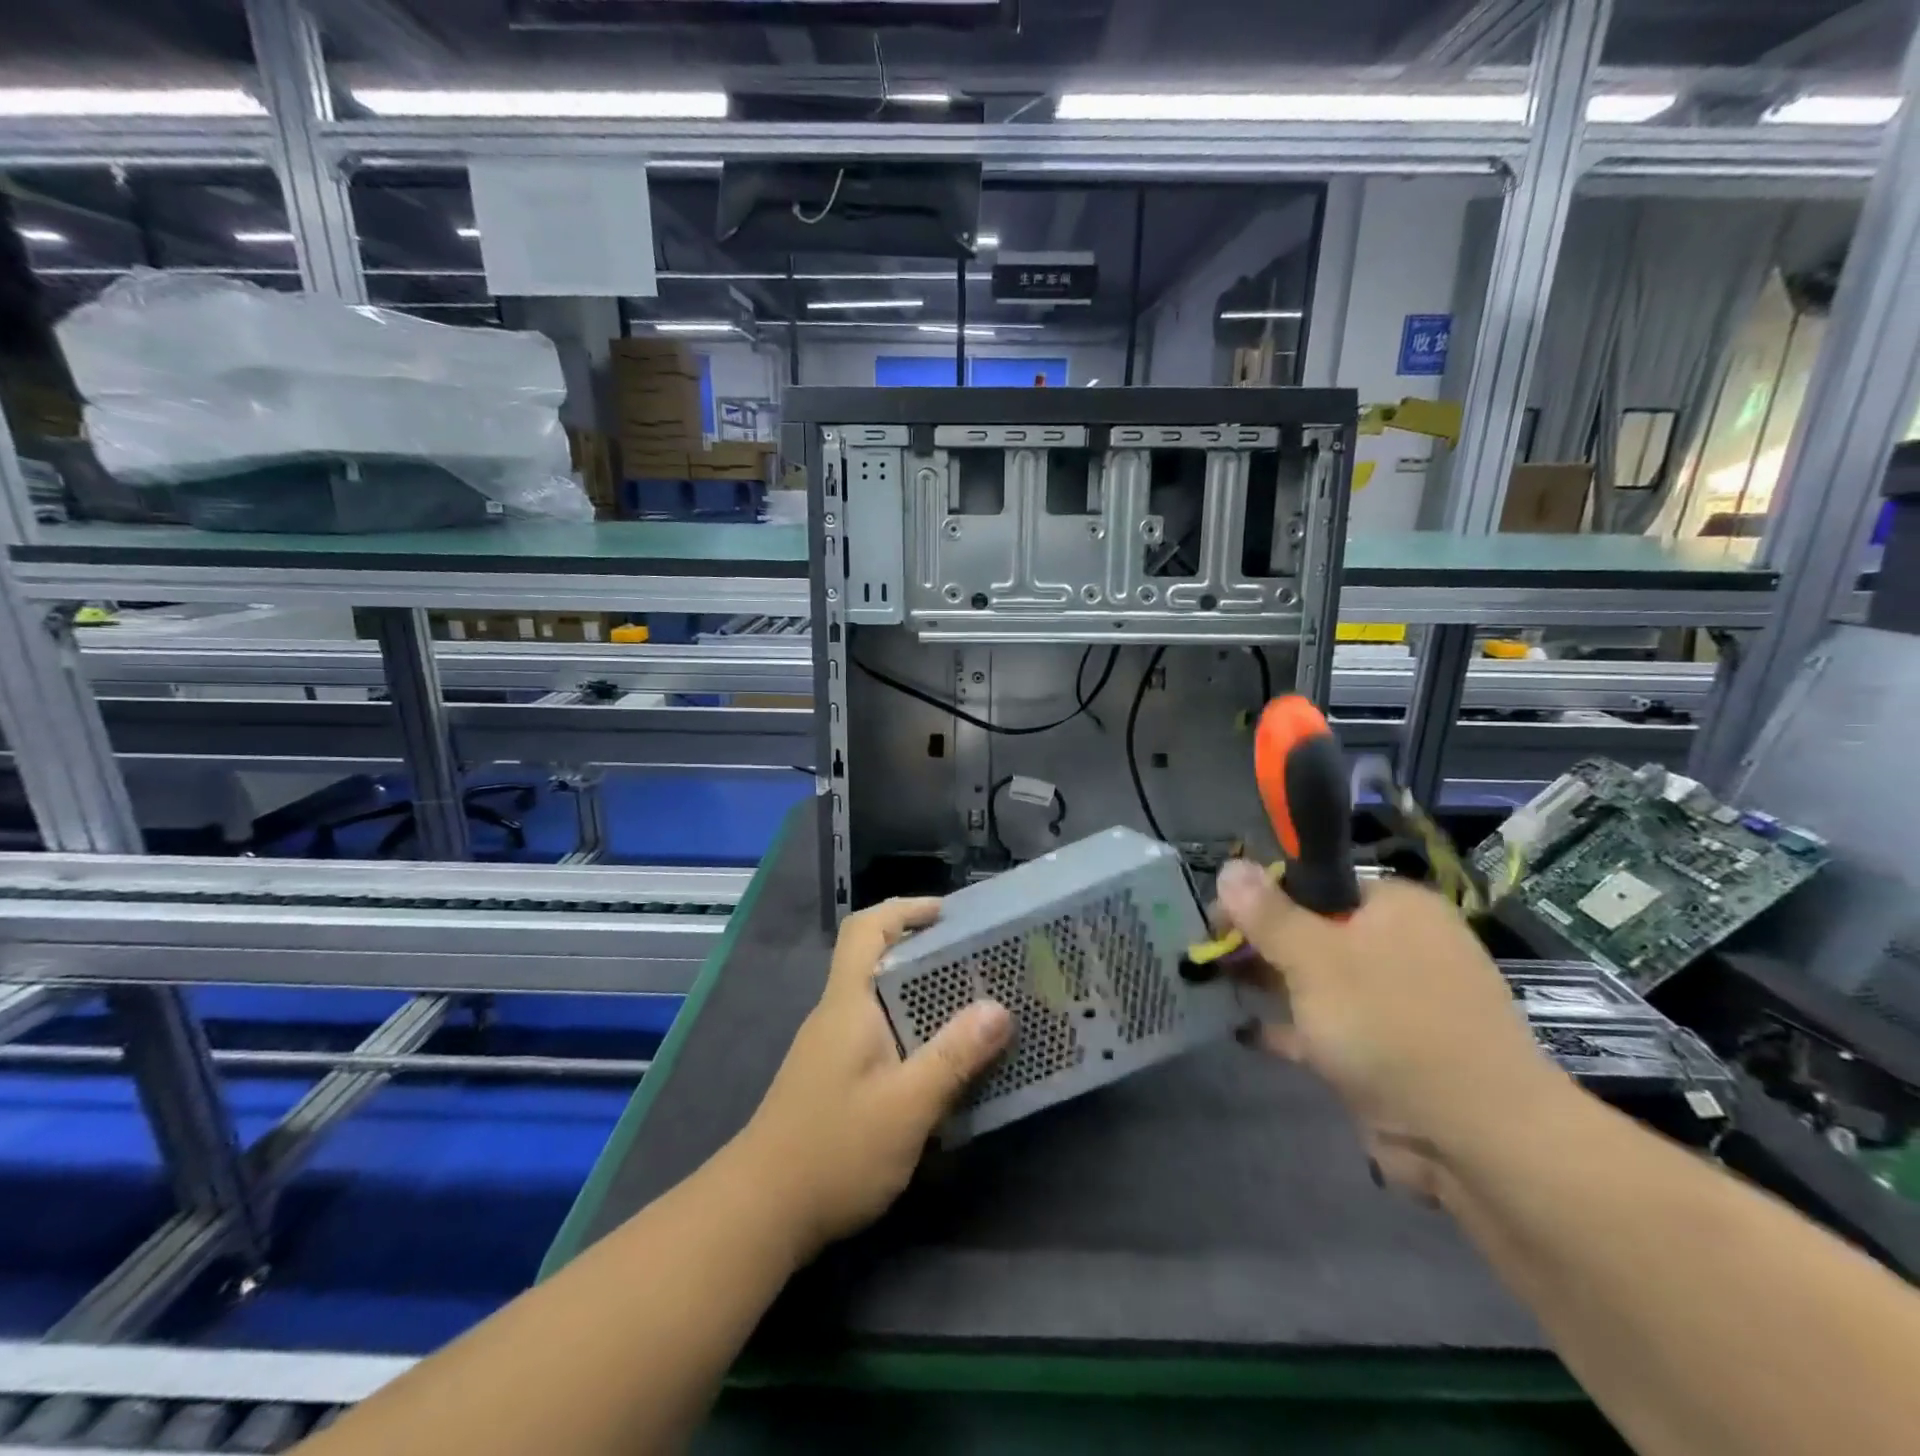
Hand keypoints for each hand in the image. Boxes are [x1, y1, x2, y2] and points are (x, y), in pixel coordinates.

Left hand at [733, 897, 1011, 1260]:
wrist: (759, 1213)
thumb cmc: (834, 1149)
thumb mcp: (905, 1106)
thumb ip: (953, 1056)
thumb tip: (999, 1009)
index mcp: (848, 1002)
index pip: (866, 928)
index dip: (906, 909)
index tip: (949, 915)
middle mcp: (838, 1014)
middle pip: (878, 960)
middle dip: (926, 953)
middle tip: (978, 964)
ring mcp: (832, 1047)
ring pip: (881, 1000)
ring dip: (923, 997)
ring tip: (973, 1008)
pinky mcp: (835, 1078)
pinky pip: (881, 1034)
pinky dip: (913, 1032)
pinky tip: (942, 1061)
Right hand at [1214, 860, 1570, 1194]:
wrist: (1477, 1138)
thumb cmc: (1391, 1024)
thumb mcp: (1315, 959)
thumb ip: (1267, 914)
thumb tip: (1229, 867)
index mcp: (1395, 908)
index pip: (1315, 882)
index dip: (1261, 895)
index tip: (1218, 917)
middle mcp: (1398, 946)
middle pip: (1312, 929)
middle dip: (1258, 941)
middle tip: (1208, 953)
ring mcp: (1394, 1002)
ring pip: (1315, 979)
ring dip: (1267, 981)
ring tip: (1211, 983)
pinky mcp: (1386, 1051)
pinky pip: (1325, 1027)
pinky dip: (1288, 1027)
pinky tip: (1243, 1030)